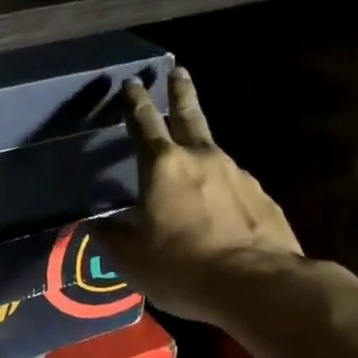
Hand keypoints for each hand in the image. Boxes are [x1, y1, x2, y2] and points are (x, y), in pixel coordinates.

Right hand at [95, 68, 302, 325]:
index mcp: (163, 166)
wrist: (260, 286)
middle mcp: (202, 159)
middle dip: (180, 92)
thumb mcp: (131, 258)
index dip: (135, 101)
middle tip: (178, 71)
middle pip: (189, 115)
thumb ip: (110, 236)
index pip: (144, 122)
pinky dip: (222, 188)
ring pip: (213, 153)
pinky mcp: (263, 198)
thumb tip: (94, 224)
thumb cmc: (183, 266)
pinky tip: (221, 208)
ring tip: (193, 159)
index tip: (132, 81)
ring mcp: (238, 176)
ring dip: (201, 148)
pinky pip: (234, 186)